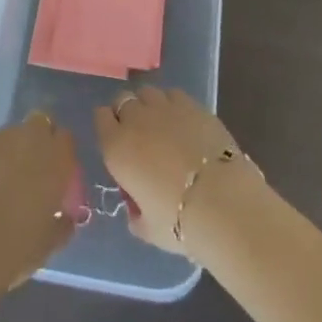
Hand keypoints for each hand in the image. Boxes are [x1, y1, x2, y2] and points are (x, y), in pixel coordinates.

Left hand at [0, 112, 78, 293]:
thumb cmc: (16, 250)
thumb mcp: (50, 241)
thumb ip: (63, 220)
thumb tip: (65, 215)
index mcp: (55, 158)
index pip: (65, 139)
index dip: (60, 155)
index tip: (56, 175)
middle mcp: (30, 138)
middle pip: (39, 124)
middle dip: (37, 142)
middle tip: (30, 171)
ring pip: (10, 136)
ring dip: (9, 152)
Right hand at [94, 86, 247, 255]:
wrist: (221, 200)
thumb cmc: (178, 221)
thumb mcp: (147, 229)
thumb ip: (136, 216)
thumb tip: (137, 210)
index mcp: (117, 147)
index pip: (100, 117)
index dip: (108, 125)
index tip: (116, 139)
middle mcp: (136, 119)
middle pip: (122, 100)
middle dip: (126, 112)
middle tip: (138, 134)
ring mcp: (164, 107)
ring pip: (147, 93)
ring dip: (149, 105)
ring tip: (161, 125)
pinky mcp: (192, 104)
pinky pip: (173, 94)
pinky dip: (173, 104)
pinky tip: (183, 122)